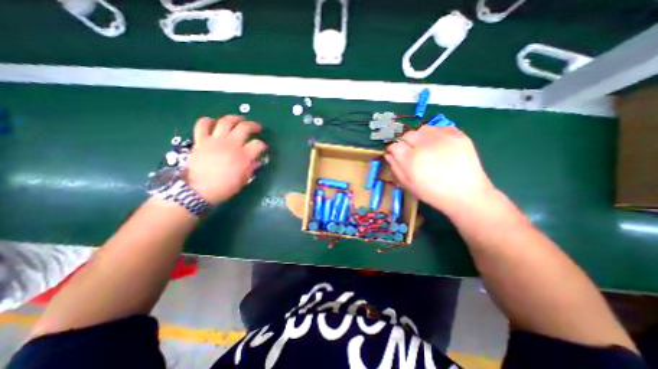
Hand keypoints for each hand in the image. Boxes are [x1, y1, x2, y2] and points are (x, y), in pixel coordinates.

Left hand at [184, 115, 264, 204]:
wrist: (196, 191)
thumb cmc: (223, 188)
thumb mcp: (243, 180)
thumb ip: (250, 168)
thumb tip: (255, 161)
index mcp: (243, 156)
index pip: (258, 144)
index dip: (263, 145)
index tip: (263, 148)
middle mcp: (230, 144)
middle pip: (244, 127)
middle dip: (253, 126)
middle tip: (257, 127)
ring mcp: (215, 140)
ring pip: (226, 121)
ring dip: (235, 118)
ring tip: (240, 119)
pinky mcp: (201, 140)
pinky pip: (203, 124)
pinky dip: (208, 121)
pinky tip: (214, 123)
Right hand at [383, 125, 495, 213]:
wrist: (466, 194)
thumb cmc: (433, 193)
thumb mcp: (408, 185)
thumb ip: (395, 167)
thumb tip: (388, 154)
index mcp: (411, 159)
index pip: (395, 145)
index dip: (393, 150)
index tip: (395, 154)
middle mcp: (425, 144)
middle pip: (407, 135)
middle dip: (406, 143)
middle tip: (412, 153)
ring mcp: (443, 138)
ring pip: (423, 129)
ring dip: (420, 137)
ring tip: (426, 148)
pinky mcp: (458, 135)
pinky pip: (440, 128)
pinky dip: (436, 135)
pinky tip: (439, 146)